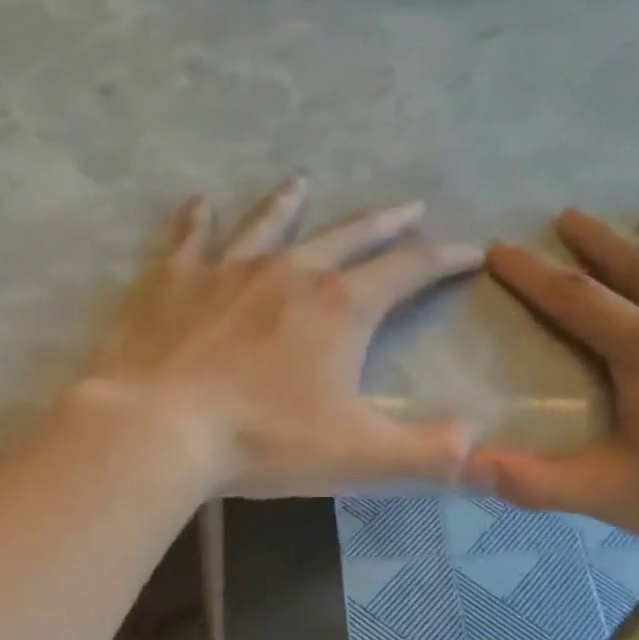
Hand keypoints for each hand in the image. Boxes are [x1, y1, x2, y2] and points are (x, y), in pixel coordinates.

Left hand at [63, 178, 483, 496]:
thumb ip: (426, 453)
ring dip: (291, 205)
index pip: (407, 272)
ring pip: (268, 225)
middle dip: (384, 224)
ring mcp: (226, 271)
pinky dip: (197, 221)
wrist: (160, 429)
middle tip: (408, 207)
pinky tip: (200, 205)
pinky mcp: (171, 283)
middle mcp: (289, 273)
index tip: (468, 250)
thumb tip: (478, 443)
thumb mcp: (359, 456)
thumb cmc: (263, 442)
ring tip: (303, 182)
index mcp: (339, 309)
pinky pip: (189, 240)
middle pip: (348, 236)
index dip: (443, 260)